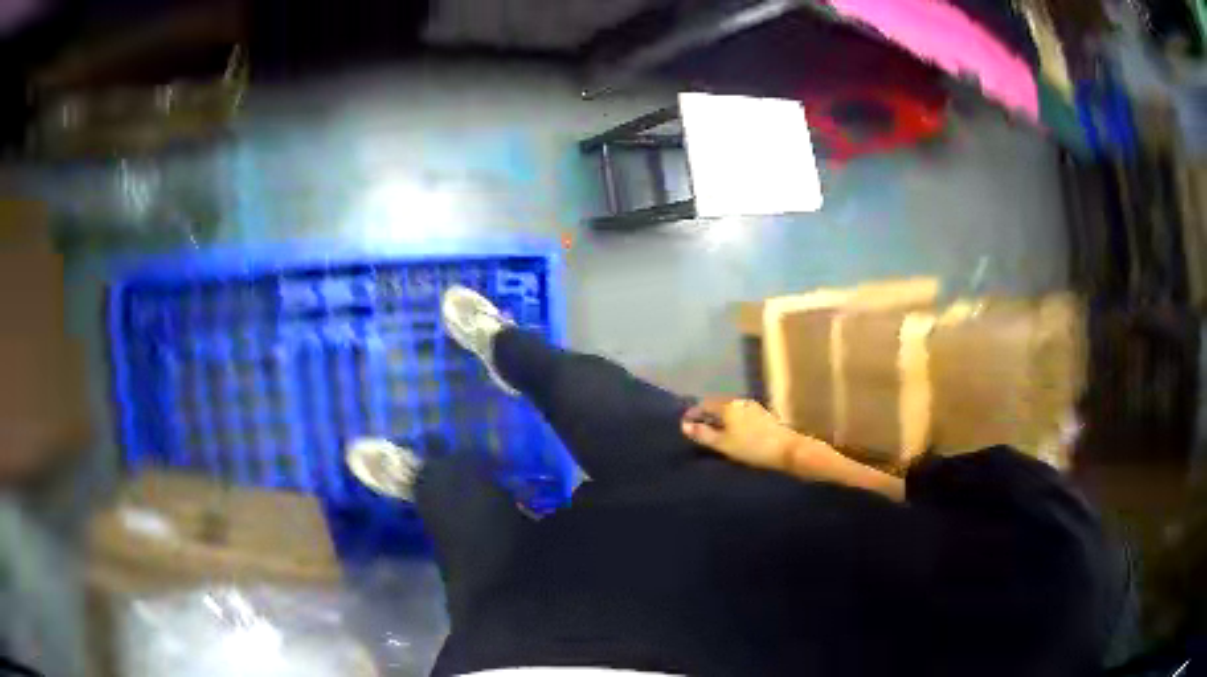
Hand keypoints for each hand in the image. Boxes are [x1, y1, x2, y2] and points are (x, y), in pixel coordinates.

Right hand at [681, 398, 801, 470]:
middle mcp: (739, 401)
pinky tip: (734, 433)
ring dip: (720, 418)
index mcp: (727, 406)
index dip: (693, 413)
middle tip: (699, 429)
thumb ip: (703, 434)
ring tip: (715, 433)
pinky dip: (732, 421)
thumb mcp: (723, 444)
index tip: (685, 424)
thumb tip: (684, 426)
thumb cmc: (751, 447)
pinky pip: (740, 415)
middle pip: (717, 405)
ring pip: (730, 410)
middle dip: (707, 415)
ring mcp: (753, 407)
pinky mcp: (763, 415)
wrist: (786, 449)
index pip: (704, 404)